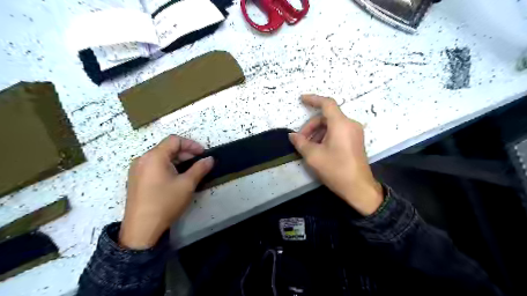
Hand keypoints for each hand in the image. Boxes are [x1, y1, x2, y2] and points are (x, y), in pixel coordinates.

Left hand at [119, 135, 213, 247]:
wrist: (141, 229)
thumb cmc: (165, 202)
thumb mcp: (187, 184)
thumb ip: (200, 168)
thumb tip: (210, 159)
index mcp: (154, 156)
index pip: (174, 140)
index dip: (191, 144)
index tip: (203, 154)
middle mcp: (142, 159)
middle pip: (167, 148)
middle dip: (185, 153)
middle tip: (199, 163)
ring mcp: (137, 170)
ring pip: (161, 157)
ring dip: (177, 160)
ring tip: (189, 171)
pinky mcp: (135, 179)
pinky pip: (154, 166)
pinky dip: (167, 167)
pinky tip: (175, 178)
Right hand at [288, 95, 383, 216]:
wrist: (358, 188)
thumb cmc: (336, 169)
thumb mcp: (313, 156)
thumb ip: (300, 142)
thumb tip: (292, 135)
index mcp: (341, 124)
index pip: (327, 103)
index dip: (313, 99)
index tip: (301, 99)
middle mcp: (350, 124)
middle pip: (327, 117)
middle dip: (311, 127)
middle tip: (301, 140)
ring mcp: (355, 133)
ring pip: (331, 125)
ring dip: (317, 133)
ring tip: (309, 148)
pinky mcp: (355, 141)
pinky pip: (338, 132)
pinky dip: (326, 136)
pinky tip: (319, 149)